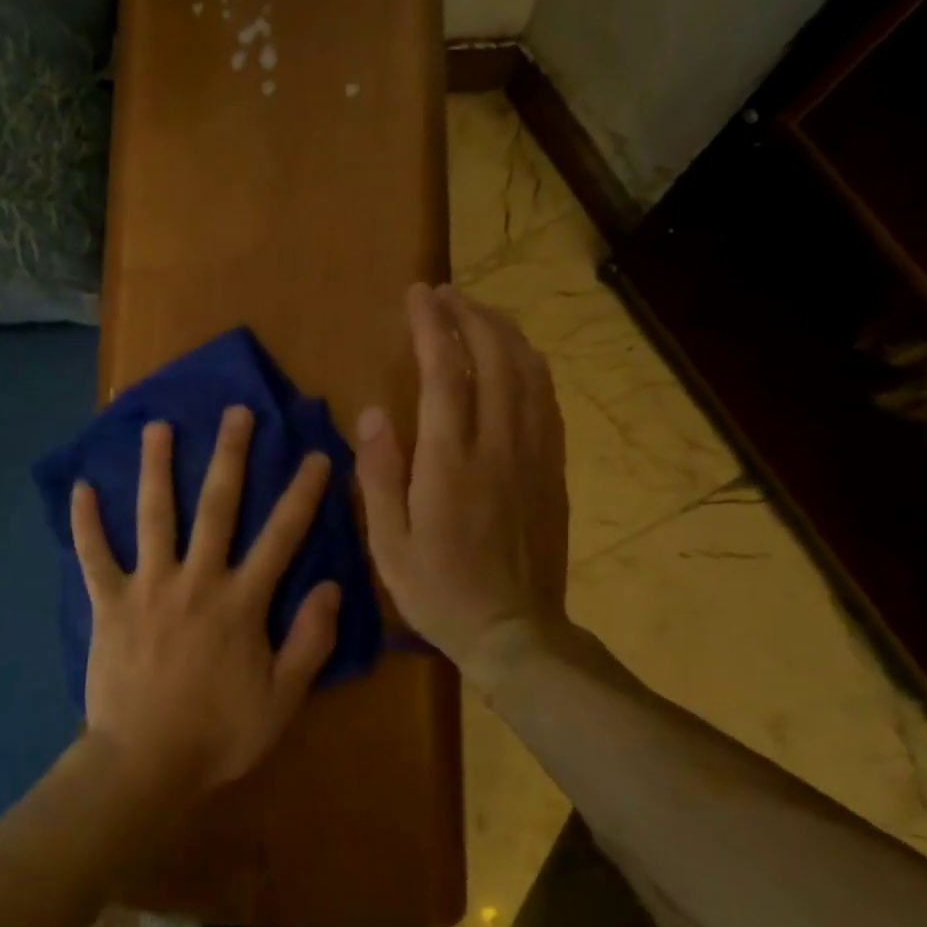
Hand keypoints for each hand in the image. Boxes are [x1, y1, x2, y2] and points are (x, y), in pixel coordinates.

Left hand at [70, 407, 341, 798]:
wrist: (145, 764)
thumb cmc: (218, 734)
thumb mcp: (282, 699)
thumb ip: (309, 641)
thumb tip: (330, 586)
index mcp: (241, 602)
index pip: (281, 536)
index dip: (302, 494)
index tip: (316, 454)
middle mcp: (197, 580)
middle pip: (217, 506)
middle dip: (231, 455)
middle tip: (236, 412)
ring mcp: (149, 587)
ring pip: (155, 515)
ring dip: (157, 468)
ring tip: (159, 427)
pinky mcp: (110, 602)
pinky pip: (94, 555)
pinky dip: (86, 523)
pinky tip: (82, 487)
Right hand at [355, 283, 571, 678]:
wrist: (514, 631)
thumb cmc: (438, 590)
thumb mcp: (387, 542)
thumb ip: (378, 473)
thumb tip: (372, 412)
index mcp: (451, 462)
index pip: (446, 372)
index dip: (432, 325)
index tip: (418, 294)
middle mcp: (499, 446)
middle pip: (495, 358)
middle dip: (470, 316)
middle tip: (444, 295)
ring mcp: (535, 455)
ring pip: (529, 372)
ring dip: (503, 333)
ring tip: (478, 314)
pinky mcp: (553, 469)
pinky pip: (548, 400)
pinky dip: (530, 366)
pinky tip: (515, 359)